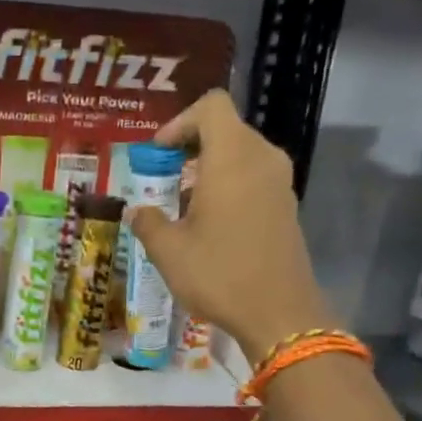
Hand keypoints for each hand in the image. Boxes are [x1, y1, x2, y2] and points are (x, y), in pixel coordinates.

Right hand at [128, 90, 336, 361]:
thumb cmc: (219, 274)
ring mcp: (279, 183)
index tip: (158, 154)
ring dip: (209, 167)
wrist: (279, 313)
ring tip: (182, 202)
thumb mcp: (168, 251)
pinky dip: (228, 185)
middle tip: (163, 178)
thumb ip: (148, 222)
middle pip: (226, 128)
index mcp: (232, 159)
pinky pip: (254, 176)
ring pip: (241, 153)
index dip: (180, 122)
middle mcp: (261, 159)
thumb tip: (136, 211)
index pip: (211, 107)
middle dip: (190, 146)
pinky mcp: (286, 206)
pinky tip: (208, 222)